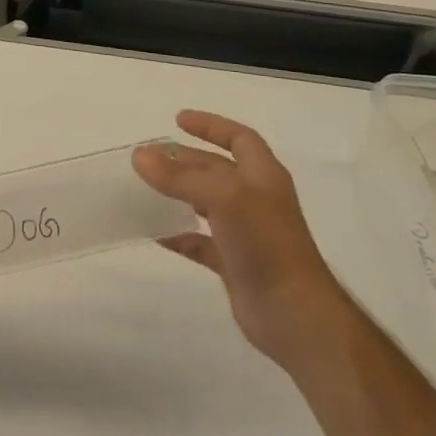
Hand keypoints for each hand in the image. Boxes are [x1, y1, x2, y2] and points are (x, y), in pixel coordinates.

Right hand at [133, 110, 354, 369]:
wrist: (295, 315)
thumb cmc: (266, 243)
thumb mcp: (223, 197)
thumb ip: (180, 176)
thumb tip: (140, 157)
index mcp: (263, 176)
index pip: (239, 138)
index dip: (211, 125)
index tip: (177, 120)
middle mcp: (256, 200)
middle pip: (216, 169)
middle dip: (183, 159)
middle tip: (147, 157)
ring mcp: (246, 233)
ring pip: (206, 203)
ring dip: (178, 193)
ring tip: (145, 188)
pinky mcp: (235, 264)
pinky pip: (200, 242)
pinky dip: (178, 234)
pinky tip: (154, 233)